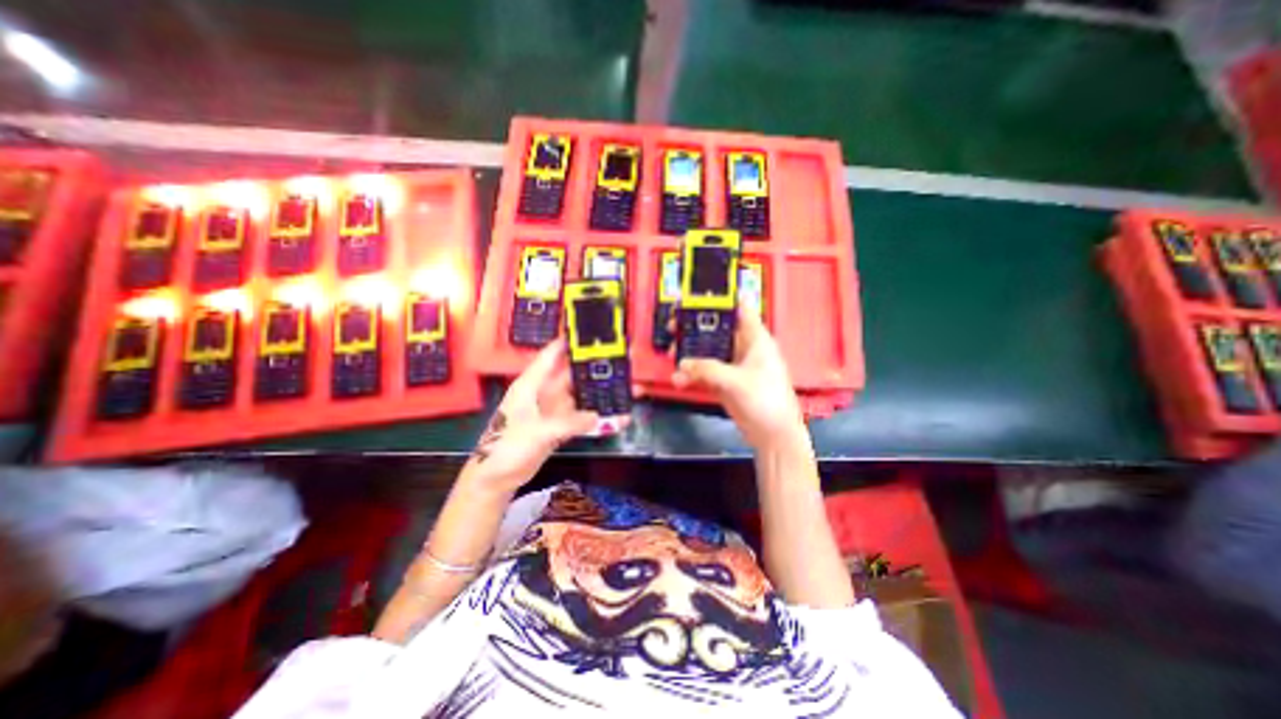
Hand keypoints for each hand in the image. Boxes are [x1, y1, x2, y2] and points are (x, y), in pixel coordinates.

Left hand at [468, 340, 628, 490]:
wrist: (496, 478)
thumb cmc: (507, 447)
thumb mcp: (537, 432)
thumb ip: (569, 423)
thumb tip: (598, 416)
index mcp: (531, 385)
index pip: (551, 356)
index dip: (568, 343)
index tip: (590, 332)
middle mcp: (543, 393)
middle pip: (570, 375)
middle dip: (592, 369)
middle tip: (619, 361)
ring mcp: (551, 411)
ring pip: (578, 396)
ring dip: (597, 394)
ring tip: (623, 388)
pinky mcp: (558, 427)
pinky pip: (580, 417)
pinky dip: (595, 418)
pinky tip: (614, 417)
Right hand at [666, 306, 802, 450]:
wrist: (773, 435)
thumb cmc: (766, 401)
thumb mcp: (737, 381)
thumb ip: (708, 369)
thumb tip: (682, 363)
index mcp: (756, 339)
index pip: (740, 310)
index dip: (723, 299)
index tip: (700, 294)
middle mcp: (744, 348)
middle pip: (717, 330)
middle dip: (696, 328)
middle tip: (674, 326)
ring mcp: (733, 366)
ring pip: (708, 352)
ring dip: (691, 354)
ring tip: (672, 355)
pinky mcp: (725, 382)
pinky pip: (705, 372)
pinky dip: (692, 375)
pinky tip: (679, 380)